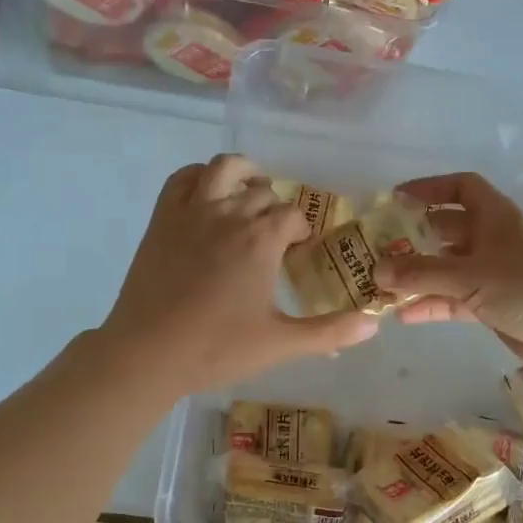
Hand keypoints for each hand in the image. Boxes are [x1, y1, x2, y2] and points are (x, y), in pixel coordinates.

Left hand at [99, 155, 379, 397]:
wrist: (148, 353)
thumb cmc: (217, 349)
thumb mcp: (280, 344)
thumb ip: (329, 332)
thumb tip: (374, 324)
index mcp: (261, 239)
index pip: (293, 216)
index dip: (301, 231)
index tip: (298, 254)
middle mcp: (229, 213)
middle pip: (264, 193)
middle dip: (276, 210)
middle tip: (276, 238)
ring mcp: (191, 211)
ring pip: (225, 169)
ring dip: (245, 174)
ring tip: (251, 192)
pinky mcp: (162, 219)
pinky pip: (183, 178)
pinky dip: (200, 176)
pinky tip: (207, 193)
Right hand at [374, 171, 522, 379]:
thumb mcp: (471, 275)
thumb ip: (422, 272)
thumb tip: (377, 269)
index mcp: (495, 217)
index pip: (462, 188)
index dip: (431, 188)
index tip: (397, 199)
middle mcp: (493, 240)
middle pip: (447, 231)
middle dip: (414, 238)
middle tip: (378, 248)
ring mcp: (493, 275)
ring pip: (447, 269)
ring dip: (418, 276)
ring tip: (382, 285)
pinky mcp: (492, 306)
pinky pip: (453, 300)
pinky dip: (431, 304)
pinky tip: (403, 315)